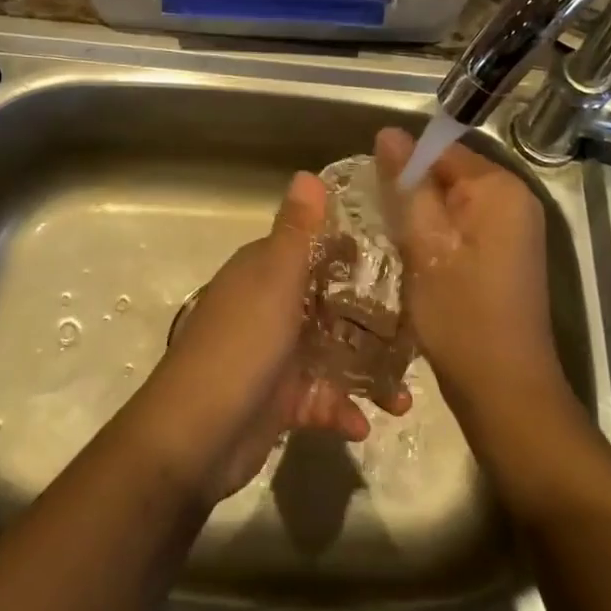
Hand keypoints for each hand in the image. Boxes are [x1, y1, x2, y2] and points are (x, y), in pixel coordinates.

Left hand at [132, 172, 388, 503]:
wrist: (193, 437)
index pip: (315, 249)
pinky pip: (320, 398)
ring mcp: (274, 355)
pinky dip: (342, 409)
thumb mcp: (274, 280)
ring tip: (403, 396)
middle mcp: (270, 306)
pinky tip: (364, 425)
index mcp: (266, 271)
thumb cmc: (241, 346)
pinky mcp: (278, 401)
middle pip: (330, 303)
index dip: (353, 251)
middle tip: (417, 330)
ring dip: (366, 371)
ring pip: (331, 353)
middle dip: (371, 318)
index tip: (400, 258)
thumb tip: (308, 173)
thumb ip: (296, 231)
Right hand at [373, 128, 569, 423]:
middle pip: (449, 172)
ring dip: (423, 215)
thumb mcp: (423, 245)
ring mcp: (515, 227)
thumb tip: (389, 133)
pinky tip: (418, 259)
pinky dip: (440, 234)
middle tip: (380, 220)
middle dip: (413, 191)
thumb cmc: (461, 316)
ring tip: (394, 240)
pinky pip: (465, 223)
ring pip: (453, 200)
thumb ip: (407, 184)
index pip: (441, 149)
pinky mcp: (508, 252)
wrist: (506, 392)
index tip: (374, 192)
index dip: (404, 165)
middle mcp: (515, 198)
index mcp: (499, 187)